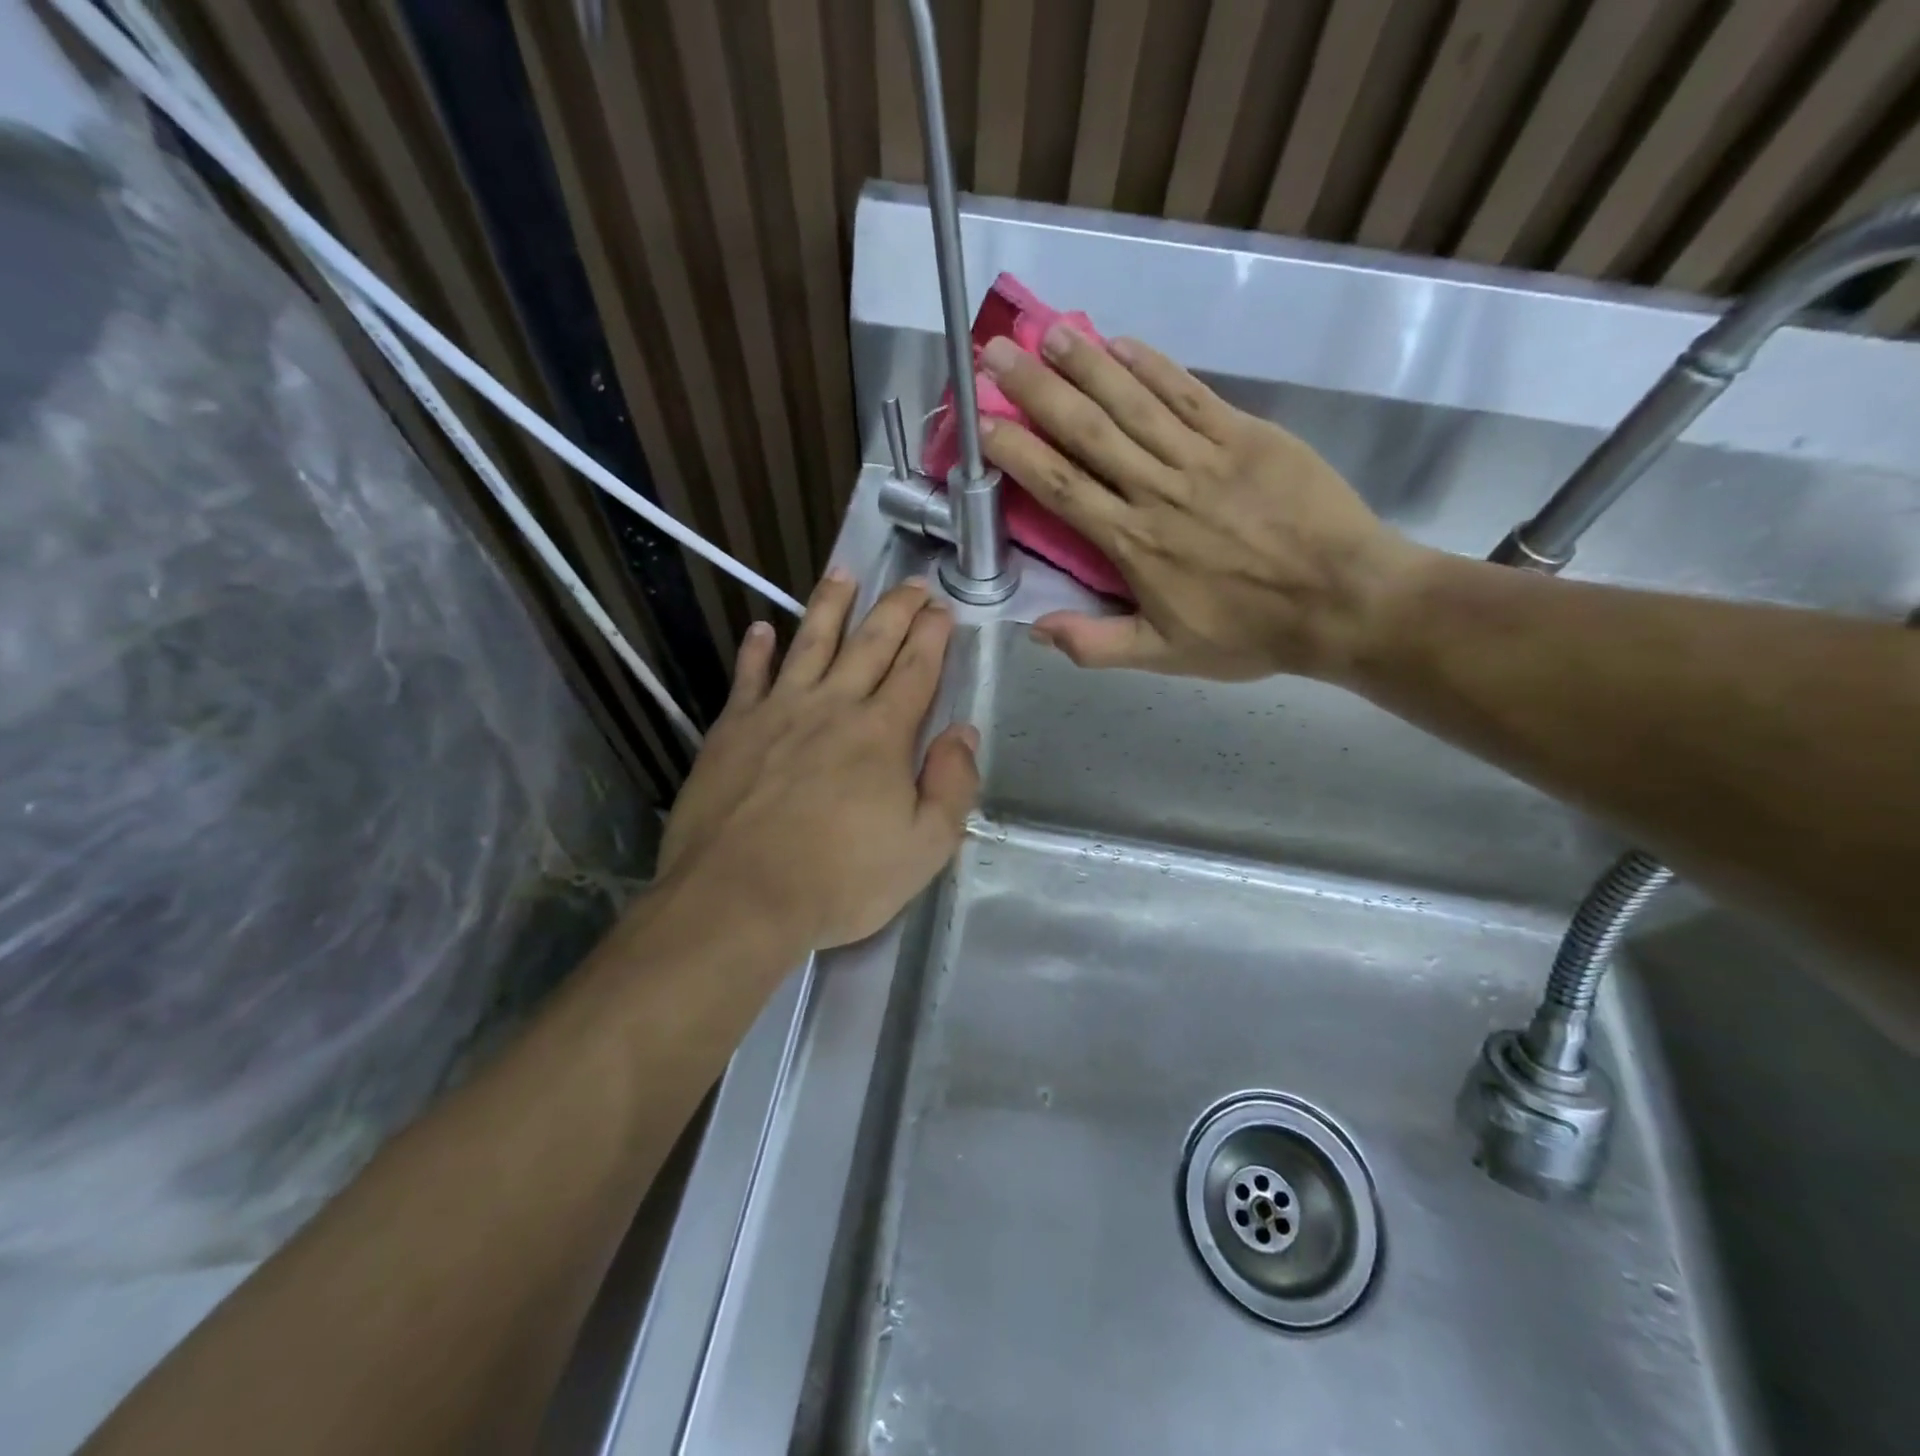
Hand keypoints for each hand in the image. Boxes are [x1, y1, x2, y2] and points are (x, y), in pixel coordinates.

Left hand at [656, 572, 978, 951]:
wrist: (738, 899)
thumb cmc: (840, 880)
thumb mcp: (924, 848)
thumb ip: (952, 785)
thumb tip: (963, 732)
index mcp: (882, 734)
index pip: (916, 669)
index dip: (933, 636)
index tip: (943, 608)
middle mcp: (832, 707)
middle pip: (870, 644)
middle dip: (896, 608)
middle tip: (912, 582)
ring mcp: (777, 712)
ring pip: (810, 643)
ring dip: (830, 606)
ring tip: (844, 573)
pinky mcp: (731, 730)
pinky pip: (747, 677)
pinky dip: (756, 650)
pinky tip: (762, 628)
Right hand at [978, 326, 1430, 681]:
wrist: (1343, 599)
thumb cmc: (1250, 632)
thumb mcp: (1165, 656)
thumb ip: (1096, 645)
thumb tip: (1033, 628)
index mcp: (1132, 542)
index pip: (1061, 486)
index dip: (1018, 451)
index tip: (982, 423)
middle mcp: (1157, 489)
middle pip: (1087, 431)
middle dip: (1036, 389)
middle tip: (996, 352)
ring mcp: (1202, 455)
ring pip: (1132, 401)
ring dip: (1086, 365)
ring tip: (1047, 333)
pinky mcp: (1245, 434)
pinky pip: (1189, 392)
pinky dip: (1153, 365)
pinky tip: (1122, 343)